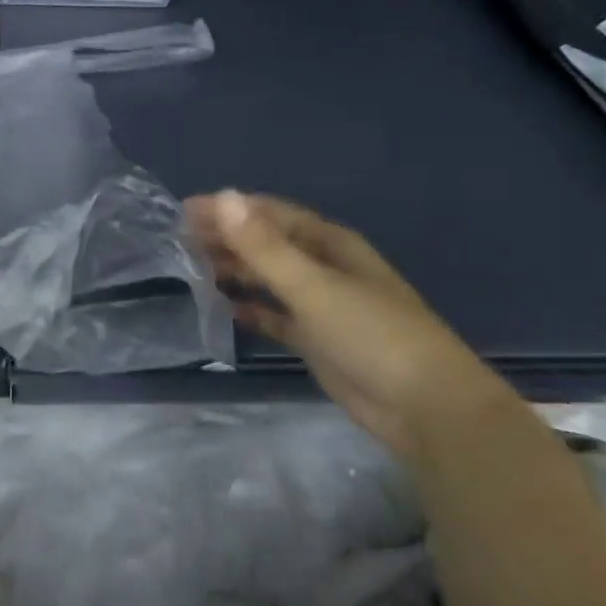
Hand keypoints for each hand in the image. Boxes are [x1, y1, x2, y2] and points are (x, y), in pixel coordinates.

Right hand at [185, 191, 508, 460]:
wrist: (426, 408)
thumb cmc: (372, 334)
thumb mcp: (313, 286)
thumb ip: (264, 246)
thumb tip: (222, 197)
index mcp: (329, 244)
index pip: (269, 215)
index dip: (228, 209)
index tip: (185, 212)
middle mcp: (324, 267)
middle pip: (267, 244)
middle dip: (226, 239)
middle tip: (179, 242)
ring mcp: (321, 305)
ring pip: (268, 278)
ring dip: (235, 271)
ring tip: (192, 269)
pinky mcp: (317, 340)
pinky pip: (275, 316)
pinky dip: (251, 309)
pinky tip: (223, 308)